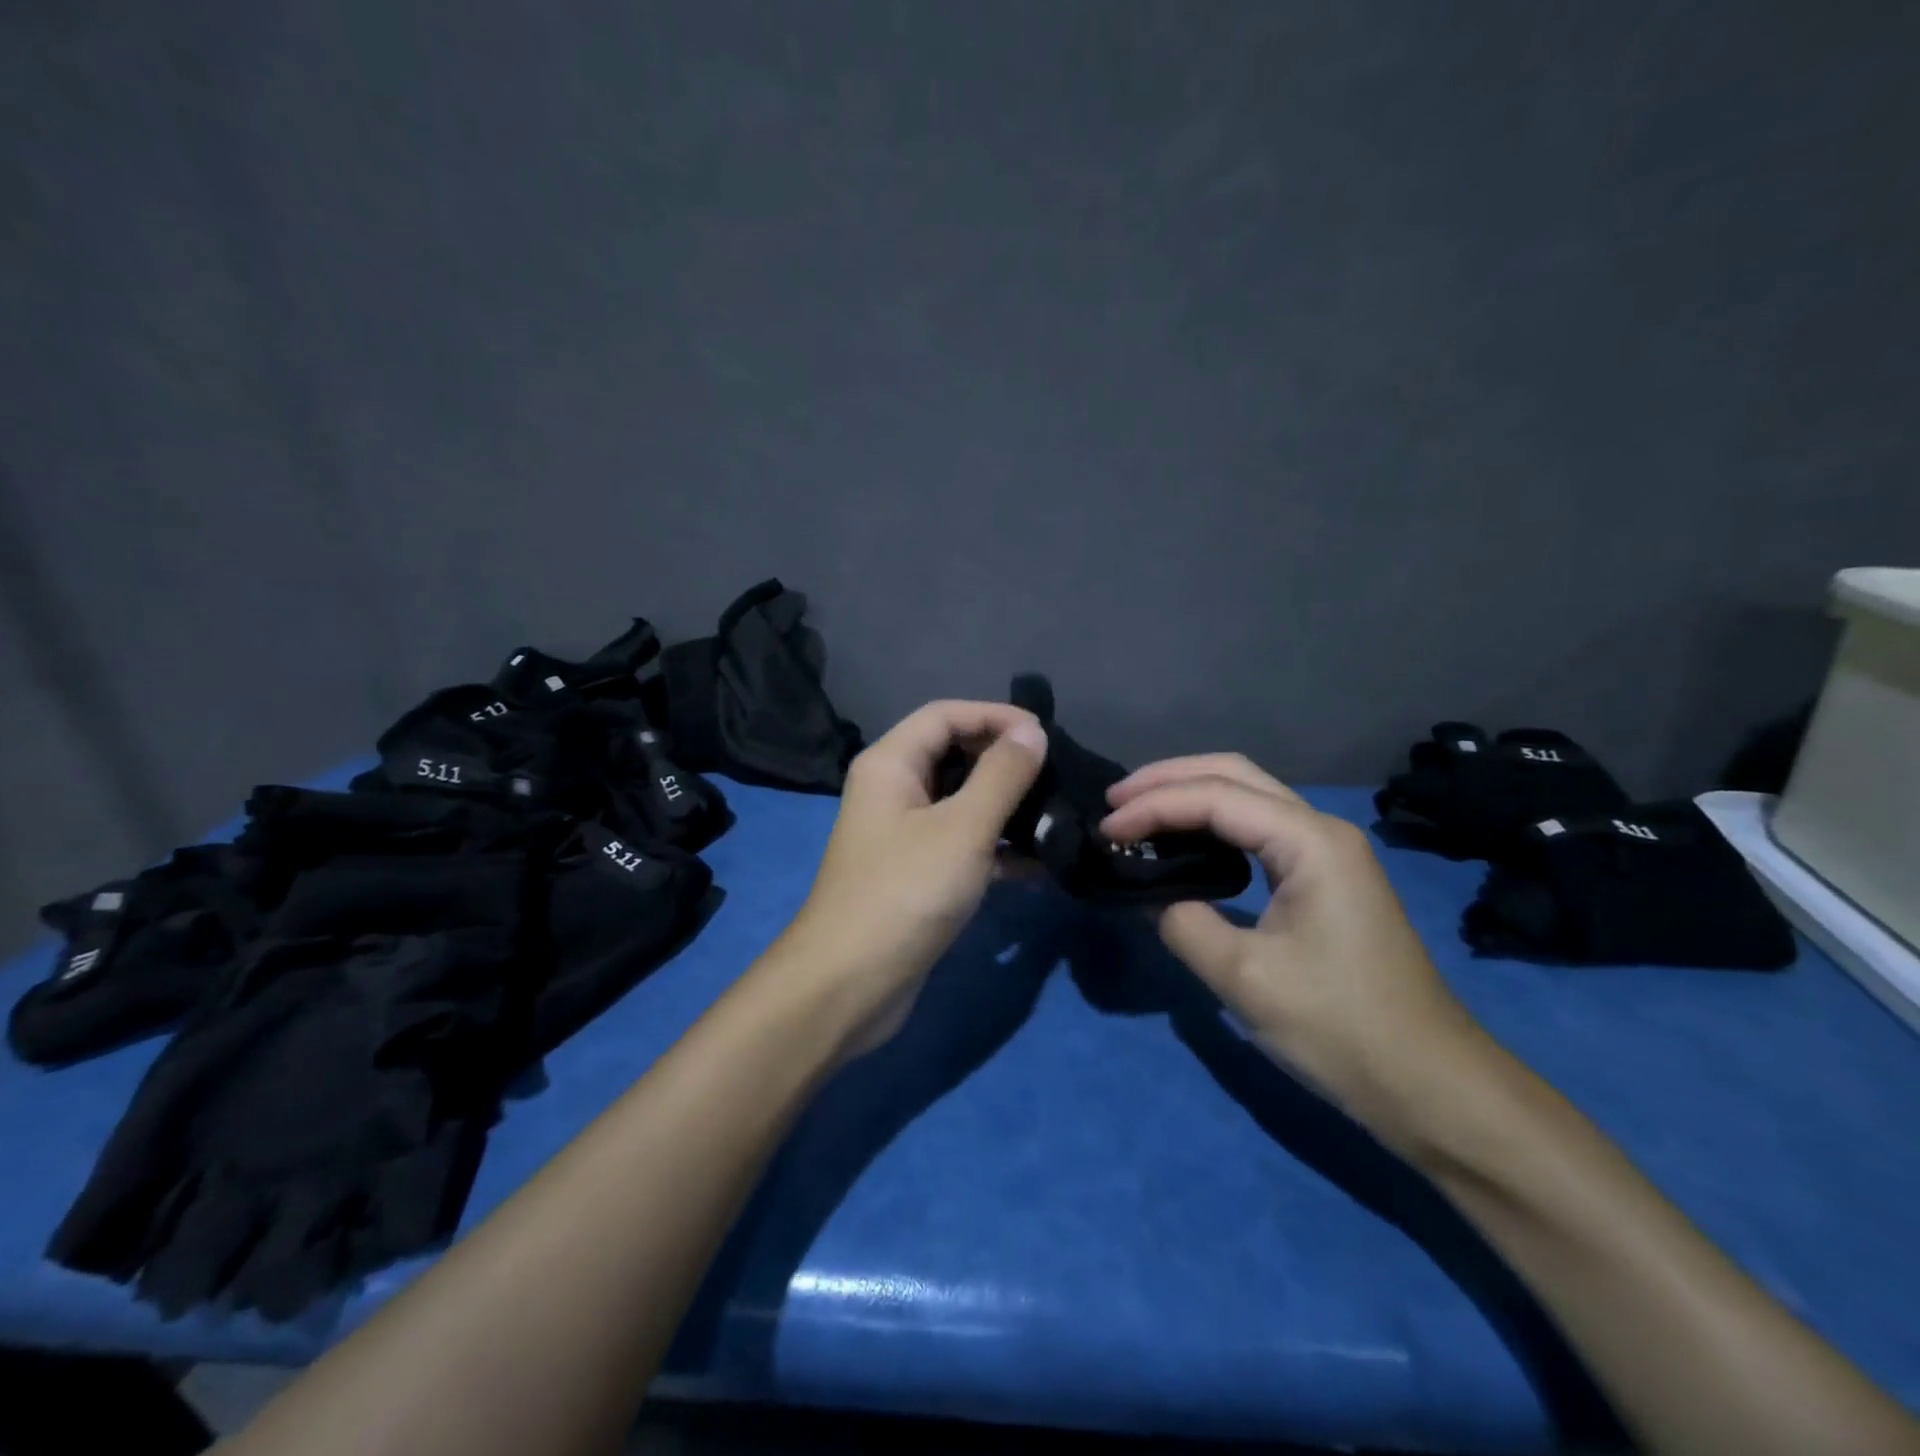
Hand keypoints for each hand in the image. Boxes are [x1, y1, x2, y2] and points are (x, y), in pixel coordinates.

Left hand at [781, 699, 1047, 1056]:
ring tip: (1056, 815)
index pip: (945, 715)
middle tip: (1055, 774)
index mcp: (890, 764)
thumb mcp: (962, 828)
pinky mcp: (917, 875)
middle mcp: (892, 791)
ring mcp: (903, 835)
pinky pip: (962, 845)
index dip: (995, 716)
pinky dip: (997, 848)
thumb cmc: (904, 892)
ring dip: (1006, 806)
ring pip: (961, 803)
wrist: (849, 985)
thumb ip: (1001, 775)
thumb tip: (1032, 732)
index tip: (1045, 735)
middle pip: (953, 755)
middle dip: (1003, 760)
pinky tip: (1039, 864)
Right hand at [1101, 754, 1485, 1144]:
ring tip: (1136, 811)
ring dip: (1189, 795)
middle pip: (1234, 774)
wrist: (1429, 1084)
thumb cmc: (1340, 1027)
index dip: (1153, 806)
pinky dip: (1211, 823)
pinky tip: (1184, 840)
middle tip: (1114, 799)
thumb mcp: (1244, 978)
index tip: (1106, 829)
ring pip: (1248, 796)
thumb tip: (1150, 896)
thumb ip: (1184, 923)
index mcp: (1309, 841)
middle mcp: (1321, 830)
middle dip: (1169, 778)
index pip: (1215, 798)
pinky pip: (1257, 829)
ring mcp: (1327, 853)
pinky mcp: (1324, 878)